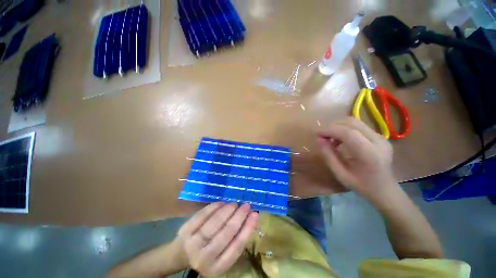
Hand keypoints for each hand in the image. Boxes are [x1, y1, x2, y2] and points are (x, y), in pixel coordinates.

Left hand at [176, 203, 257, 275]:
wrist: (181, 254)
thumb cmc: (208, 253)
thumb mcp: (223, 254)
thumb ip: (235, 239)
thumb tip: (250, 217)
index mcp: (217, 267)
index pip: (236, 247)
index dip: (247, 229)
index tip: (255, 214)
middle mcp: (204, 258)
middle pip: (225, 234)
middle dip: (238, 217)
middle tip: (246, 205)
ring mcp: (192, 244)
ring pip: (214, 224)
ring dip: (227, 211)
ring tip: (234, 204)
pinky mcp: (185, 231)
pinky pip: (202, 215)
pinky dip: (213, 207)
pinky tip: (221, 203)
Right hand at [317, 117, 395, 197]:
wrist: (385, 190)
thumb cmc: (361, 185)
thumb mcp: (340, 174)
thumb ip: (328, 155)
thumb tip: (319, 139)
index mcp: (369, 154)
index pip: (348, 133)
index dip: (330, 130)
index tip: (317, 133)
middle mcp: (378, 141)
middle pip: (352, 122)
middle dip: (333, 126)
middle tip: (322, 135)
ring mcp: (381, 137)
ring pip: (355, 121)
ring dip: (338, 126)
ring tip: (330, 137)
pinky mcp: (380, 136)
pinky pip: (359, 126)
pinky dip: (345, 128)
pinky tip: (340, 139)